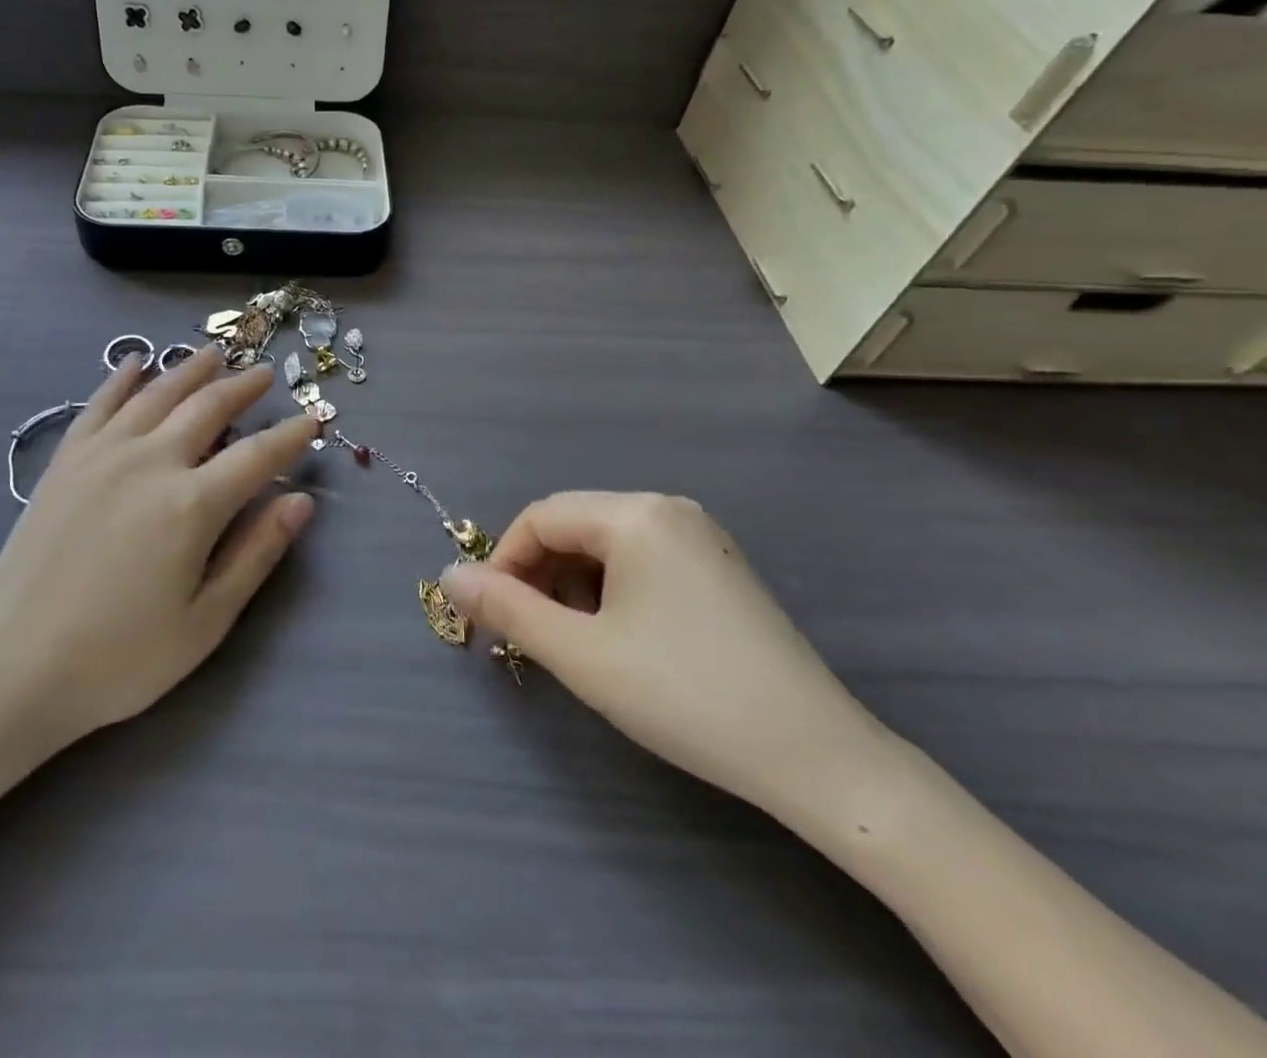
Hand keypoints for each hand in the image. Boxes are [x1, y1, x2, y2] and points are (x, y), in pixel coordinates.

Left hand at [0, 350, 317, 744]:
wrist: (13, 666)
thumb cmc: (120, 657)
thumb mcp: (205, 621)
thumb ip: (256, 554)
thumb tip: (301, 501)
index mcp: (192, 504)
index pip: (257, 456)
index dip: (290, 436)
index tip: (313, 419)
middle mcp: (151, 462)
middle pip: (207, 408)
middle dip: (242, 388)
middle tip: (264, 374)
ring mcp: (102, 455)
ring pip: (157, 394)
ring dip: (190, 370)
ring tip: (214, 353)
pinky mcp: (65, 461)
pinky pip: (98, 404)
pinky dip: (121, 378)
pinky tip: (135, 362)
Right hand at [440, 493, 894, 823]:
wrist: (817, 758)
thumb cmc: (684, 695)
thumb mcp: (580, 654)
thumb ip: (506, 609)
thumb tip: (450, 575)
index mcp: (636, 514)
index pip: (541, 517)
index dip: (504, 562)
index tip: (490, 617)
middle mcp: (669, 509)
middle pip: (574, 526)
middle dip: (538, 575)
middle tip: (529, 635)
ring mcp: (700, 537)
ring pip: (606, 546)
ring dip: (571, 585)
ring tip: (573, 641)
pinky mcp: (718, 568)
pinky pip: (641, 561)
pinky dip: (610, 590)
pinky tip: (618, 637)